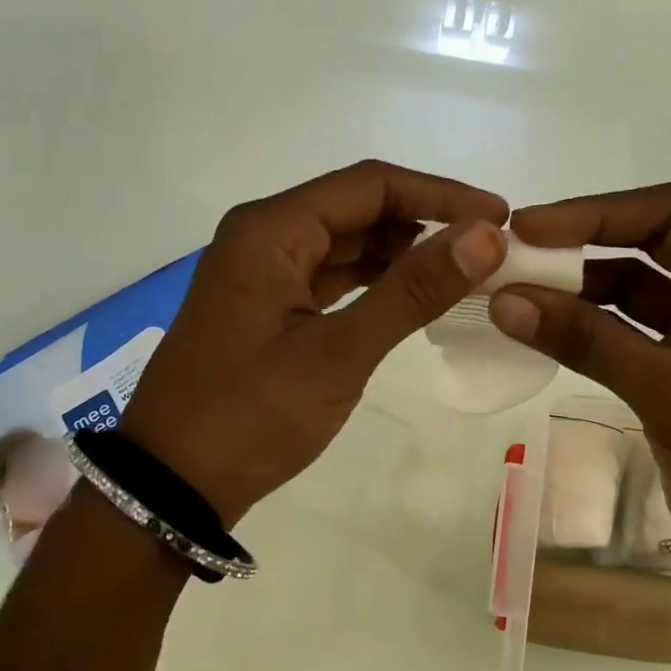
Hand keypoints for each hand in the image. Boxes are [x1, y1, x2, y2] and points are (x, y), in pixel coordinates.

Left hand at [121, 161, 507, 525]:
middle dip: (424, 222)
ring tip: (462, 272)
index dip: (440, 194)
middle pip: (358, 207)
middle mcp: (264, 236)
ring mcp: (262, 271)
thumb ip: (412, 291)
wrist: (172, 485)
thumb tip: (485, 236)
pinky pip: (331, 276)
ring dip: (402, 253)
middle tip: (487, 250)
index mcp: (272, 229)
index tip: (499, 216)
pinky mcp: (267, 305)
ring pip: (346, 242)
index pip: (371, 185)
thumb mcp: (338, 353)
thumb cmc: (250, 414)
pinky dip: (374, 281)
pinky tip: (412, 296)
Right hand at [487, 184, 670, 539]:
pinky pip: (632, 330)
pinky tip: (542, 325)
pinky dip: (589, 327)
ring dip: (579, 288)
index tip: (529, 227)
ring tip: (515, 289)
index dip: (596, 213)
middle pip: (654, 243)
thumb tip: (503, 300)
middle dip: (583, 244)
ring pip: (637, 287)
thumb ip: (589, 341)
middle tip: (514, 251)